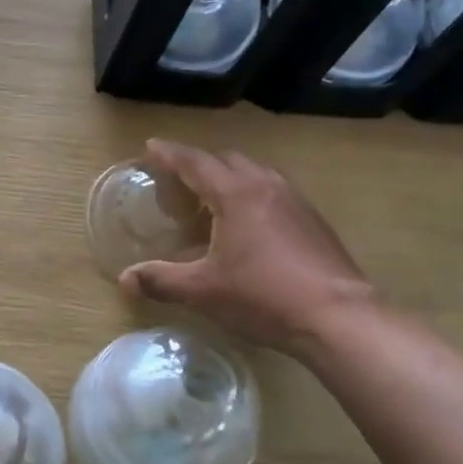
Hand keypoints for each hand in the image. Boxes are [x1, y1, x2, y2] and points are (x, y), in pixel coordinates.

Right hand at [119, 139, 375, 359]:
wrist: (338, 316)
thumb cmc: (263, 295)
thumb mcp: (203, 291)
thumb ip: (161, 280)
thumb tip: (124, 279)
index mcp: (236, 193)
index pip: (195, 162)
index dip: (169, 154)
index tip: (150, 147)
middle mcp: (267, 186)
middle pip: (228, 160)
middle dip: (200, 163)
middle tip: (179, 179)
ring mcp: (296, 201)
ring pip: (255, 174)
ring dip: (230, 178)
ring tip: (212, 201)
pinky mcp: (314, 221)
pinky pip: (274, 193)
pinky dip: (252, 196)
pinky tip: (248, 227)